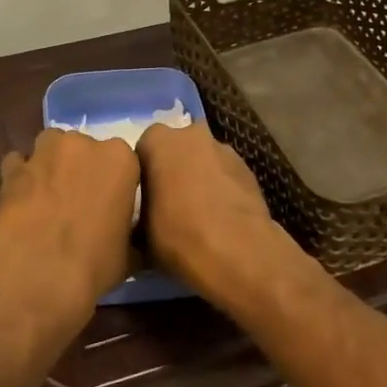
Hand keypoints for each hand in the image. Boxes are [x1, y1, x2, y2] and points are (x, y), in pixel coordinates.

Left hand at [0, 128, 139, 323]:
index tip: (109, 204)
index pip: (122, 160)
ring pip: (49, 147)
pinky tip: (20, 200)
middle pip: (83, 148)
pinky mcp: (12, 168)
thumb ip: (128, 231)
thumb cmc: (94, 265)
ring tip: (47, 196)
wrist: (37, 276)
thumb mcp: (128, 253)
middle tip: (78, 202)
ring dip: (50, 164)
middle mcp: (82, 144)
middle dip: (80, 168)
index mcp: (119, 159)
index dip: (113, 182)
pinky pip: (17, 163)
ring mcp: (44, 153)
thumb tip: (126, 237)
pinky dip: (19, 176)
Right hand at [136, 122, 306, 308]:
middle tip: (169, 202)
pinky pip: (225, 174)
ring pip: (203, 159)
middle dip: (173, 168)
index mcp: (158, 141)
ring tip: (198, 213)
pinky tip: (220, 217)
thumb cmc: (178, 235)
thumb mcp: (139, 232)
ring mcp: (224, 149)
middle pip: (176, 148)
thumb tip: (140, 220)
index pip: (143, 148)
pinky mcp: (248, 168)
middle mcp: (191, 134)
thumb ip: (138, 211)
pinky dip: (221, 188)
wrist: (238, 252)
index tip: (143, 198)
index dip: (143, 173)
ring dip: (199, 177)